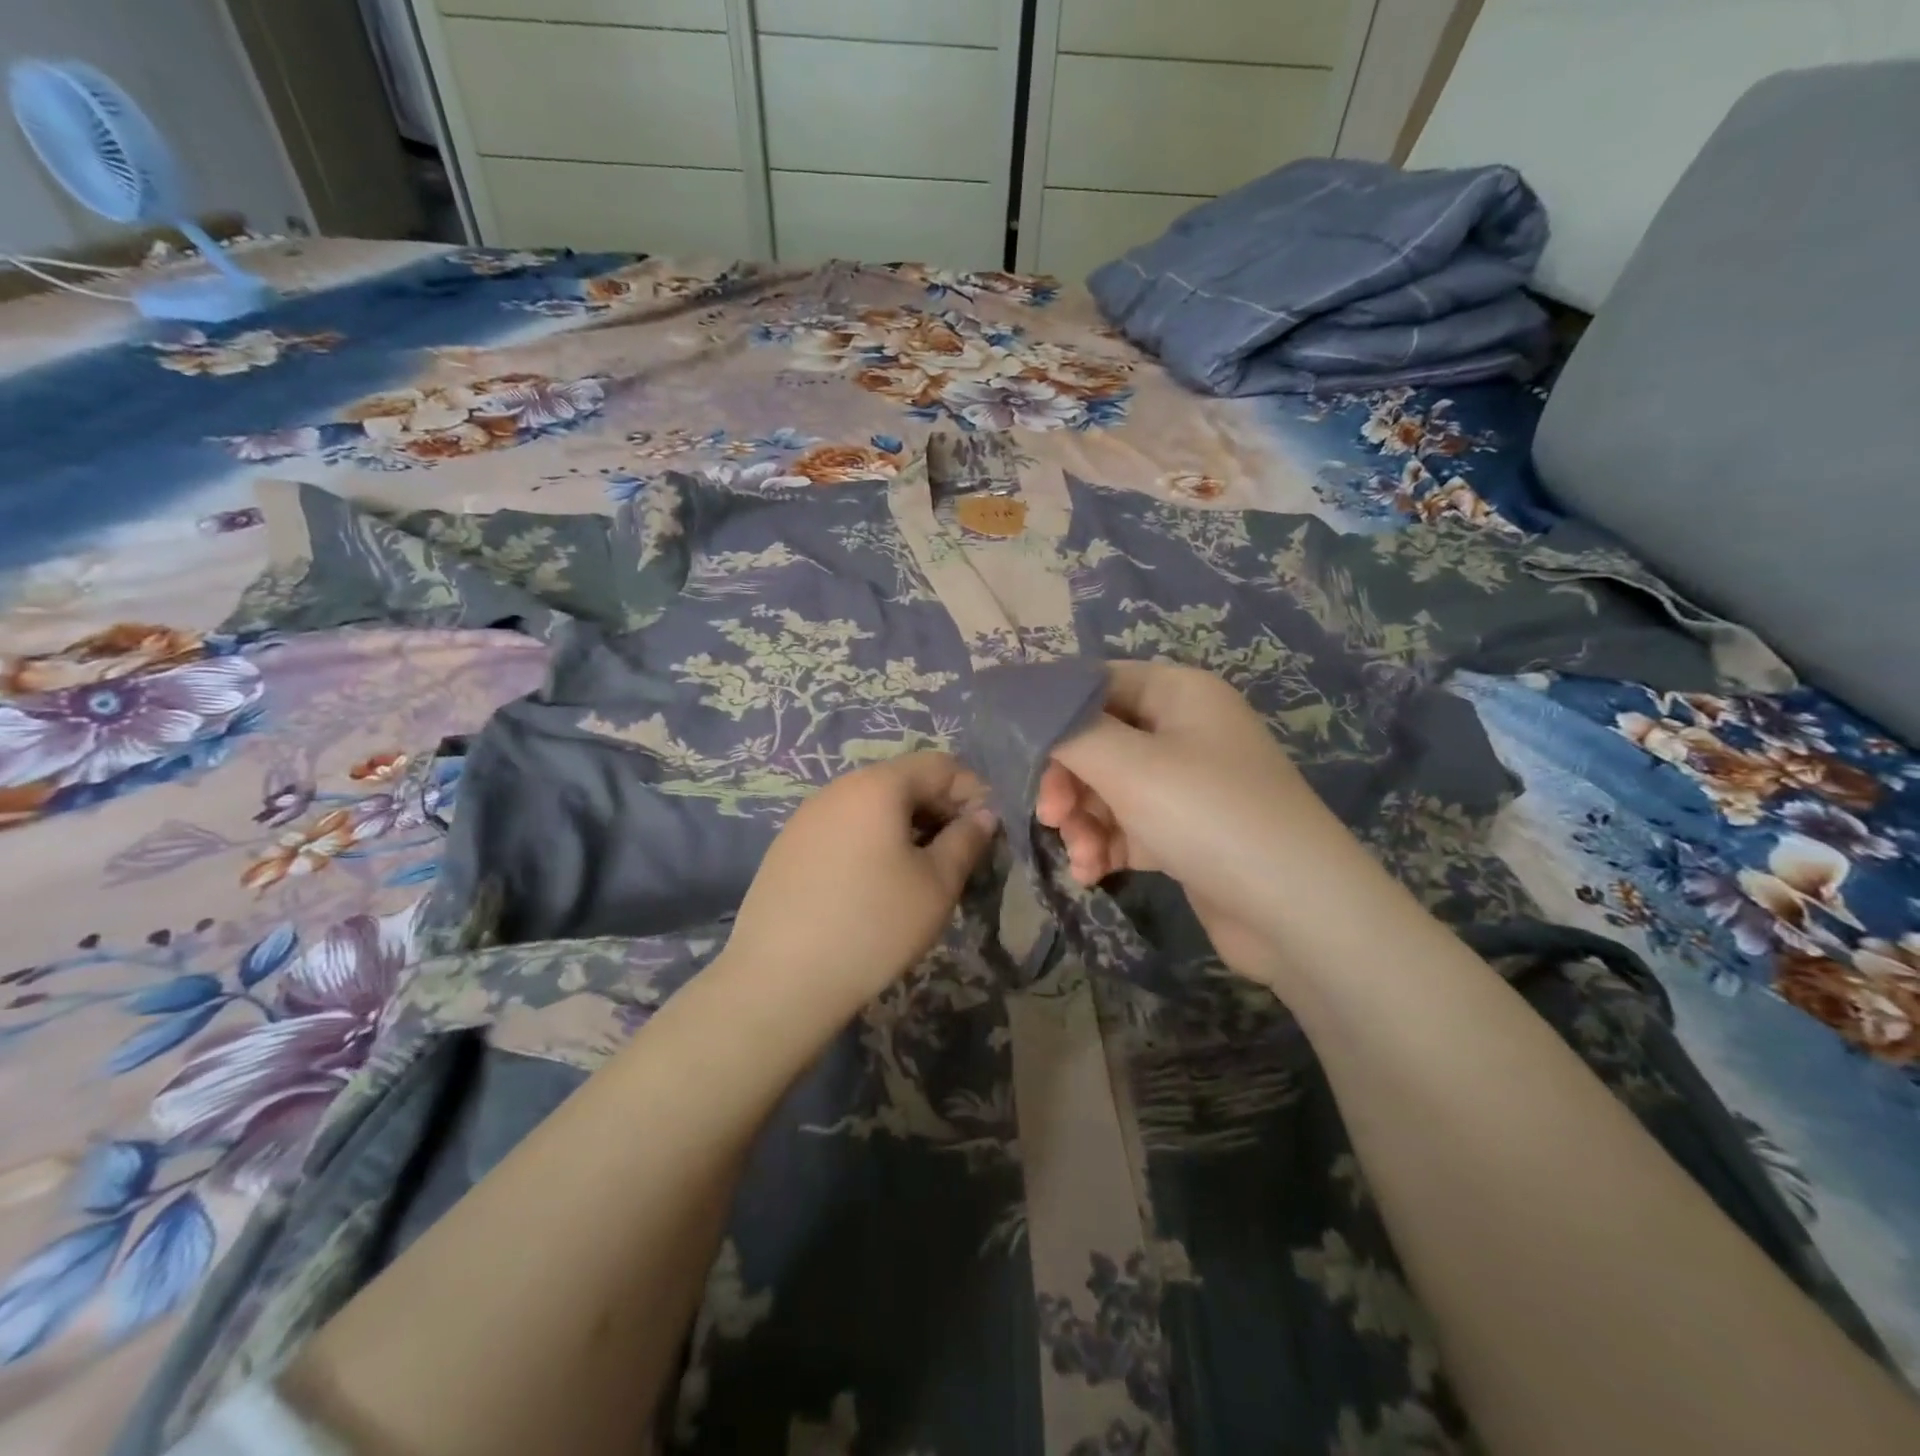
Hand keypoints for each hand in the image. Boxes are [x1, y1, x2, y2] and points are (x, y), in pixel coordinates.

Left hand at [718, 751, 997, 1015]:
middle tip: (957, 857)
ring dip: (905, 828)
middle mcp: (839, 788)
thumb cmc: (873, 925)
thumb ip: (966, 841)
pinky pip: (843, 828)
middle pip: (903, 781)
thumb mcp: (936, 885)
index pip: (940, 765)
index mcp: (878, 786)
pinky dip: (871, 842)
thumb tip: (982, 815)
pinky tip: (872, 886)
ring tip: (918, 873)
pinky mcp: (788, 846)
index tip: (986, 833)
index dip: (972, 792)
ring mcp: (807, 816)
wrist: (779, 978)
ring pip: (871, 806)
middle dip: (939, 810)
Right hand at [1035, 661, 1344, 981]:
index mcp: (1178, 693)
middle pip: (1096, 740)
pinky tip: (1095, 874)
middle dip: (1066, 780)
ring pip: (1106, 788)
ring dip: (1083, 822)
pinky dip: (1107, 845)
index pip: (1094, 684)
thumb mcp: (1129, 766)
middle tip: (1049, 815)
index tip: (1012, 751)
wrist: (1297, 912)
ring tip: (1082, 856)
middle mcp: (1183, 730)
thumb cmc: (1209, 816)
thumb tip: (1021, 704)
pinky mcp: (1184, 832)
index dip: (1050, 713)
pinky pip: (1128, 825)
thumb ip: (1066, 731)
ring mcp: (1186, 783)